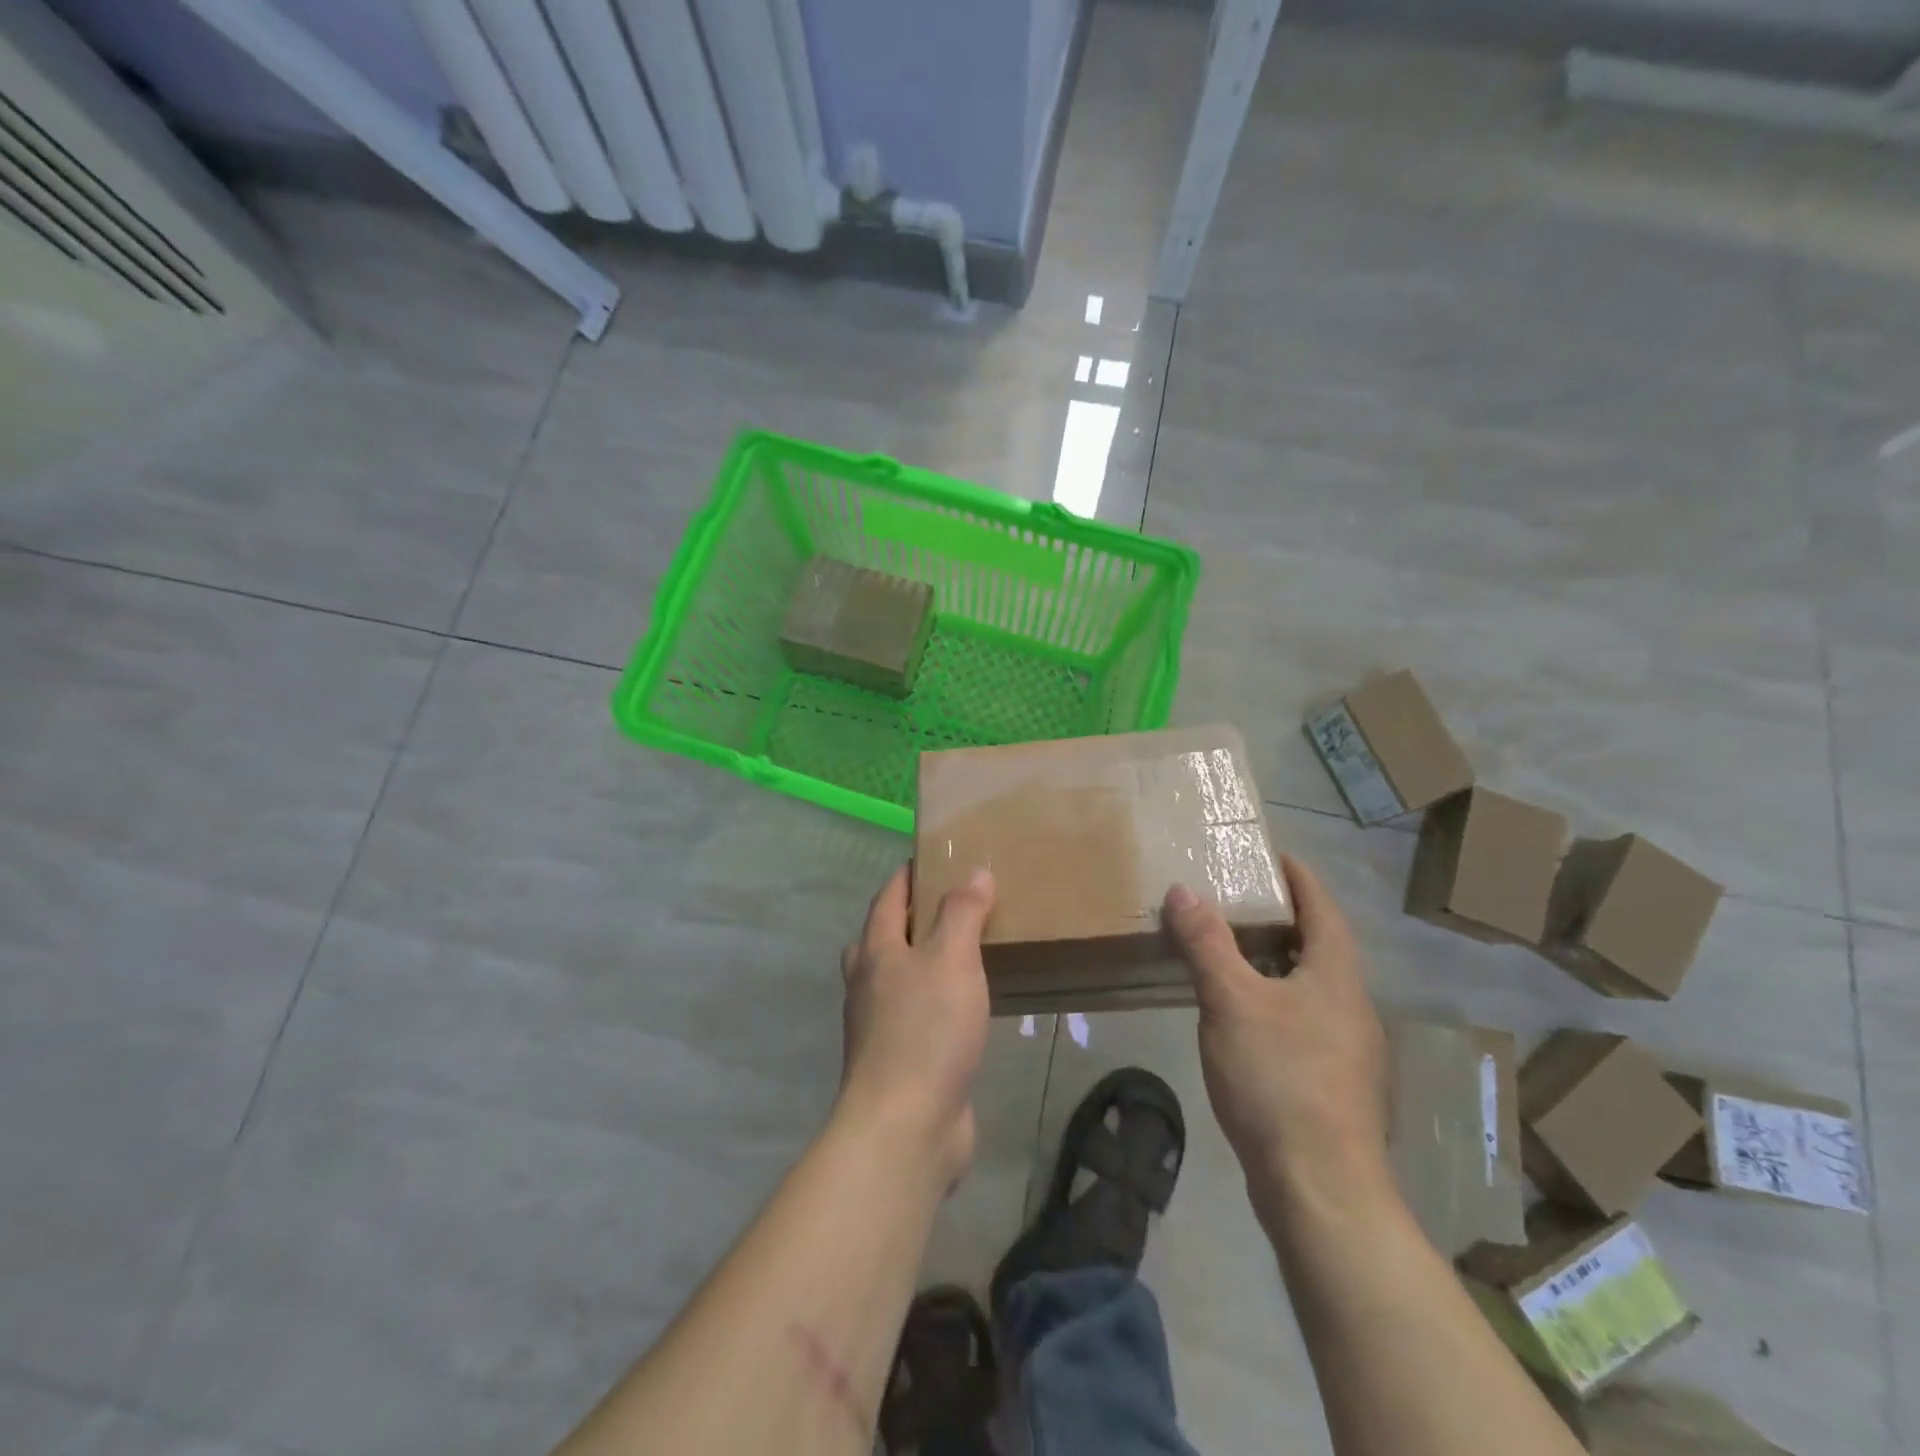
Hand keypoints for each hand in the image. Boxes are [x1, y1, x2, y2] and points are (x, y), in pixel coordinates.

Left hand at [837, 864, 995, 1189]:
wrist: (905, 1127)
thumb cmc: (926, 1031)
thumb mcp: (952, 959)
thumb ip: (962, 913)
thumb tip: (974, 872)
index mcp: (876, 951)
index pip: (888, 897)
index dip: (908, 874)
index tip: (933, 857)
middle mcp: (869, 983)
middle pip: (885, 936)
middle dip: (913, 915)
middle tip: (952, 902)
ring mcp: (880, 1024)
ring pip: (900, 976)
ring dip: (925, 958)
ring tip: (964, 948)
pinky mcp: (899, 1058)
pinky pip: (917, 1013)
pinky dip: (937, 997)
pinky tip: (965, 1005)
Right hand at [1163, 855, 1389, 1211]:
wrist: (1321, 1190)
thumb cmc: (1280, 1080)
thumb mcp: (1231, 1001)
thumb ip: (1206, 943)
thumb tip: (1184, 890)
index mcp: (1336, 976)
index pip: (1323, 907)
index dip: (1298, 876)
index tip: (1269, 855)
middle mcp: (1352, 1007)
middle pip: (1319, 946)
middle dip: (1281, 919)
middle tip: (1233, 901)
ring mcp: (1348, 1051)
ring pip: (1310, 988)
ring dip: (1275, 963)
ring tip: (1229, 954)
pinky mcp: (1335, 1088)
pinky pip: (1303, 1023)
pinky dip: (1274, 1003)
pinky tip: (1242, 1021)